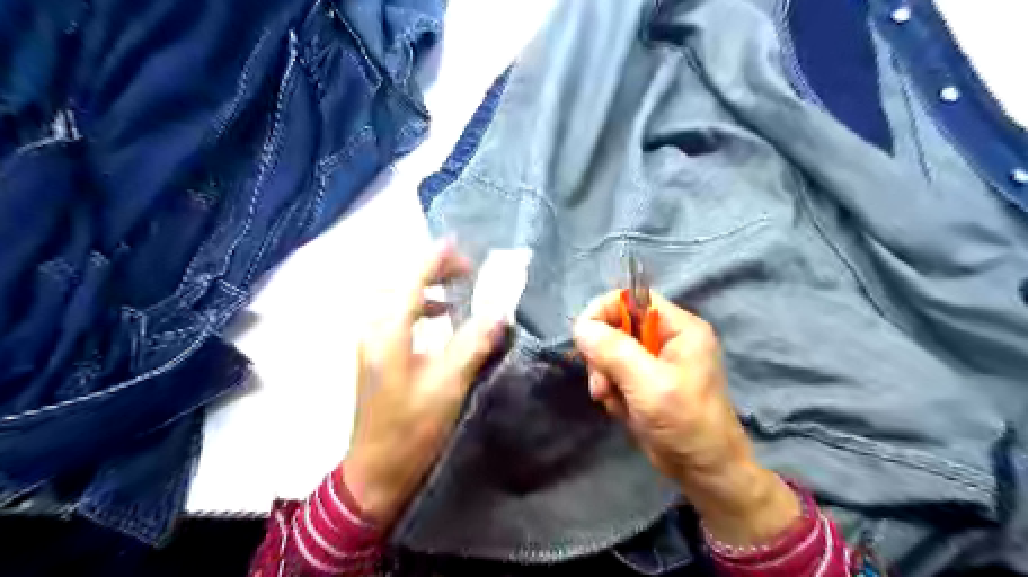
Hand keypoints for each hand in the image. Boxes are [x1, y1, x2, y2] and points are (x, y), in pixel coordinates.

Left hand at [342, 242, 506, 529]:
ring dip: (425, 286)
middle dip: (431, 269)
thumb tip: (499, 313)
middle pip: (399, 283)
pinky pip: (397, 315)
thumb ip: (473, 344)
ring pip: (396, 298)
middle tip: (465, 268)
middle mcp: (374, 329)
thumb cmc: (411, 430)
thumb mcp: (448, 385)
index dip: (434, 259)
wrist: (376, 472)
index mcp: (387, 333)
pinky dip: (419, 305)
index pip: (410, 280)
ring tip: (456, 287)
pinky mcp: (377, 354)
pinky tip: (441, 316)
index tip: (458, 244)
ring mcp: (371, 342)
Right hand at [575, 290, 798, 547]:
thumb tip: (581, 326)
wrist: (705, 473)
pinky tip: (620, 409)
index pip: (632, 298)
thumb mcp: (649, 385)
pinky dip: (611, 390)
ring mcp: (656, 361)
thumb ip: (614, 351)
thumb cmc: (686, 424)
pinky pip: (614, 372)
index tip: (585, 339)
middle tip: (603, 384)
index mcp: (680, 328)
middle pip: (617, 325)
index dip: (604, 312)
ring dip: (604, 376)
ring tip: (613, 400)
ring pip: (611, 351)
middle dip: (603, 354)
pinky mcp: (646, 381)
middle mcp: (668, 338)